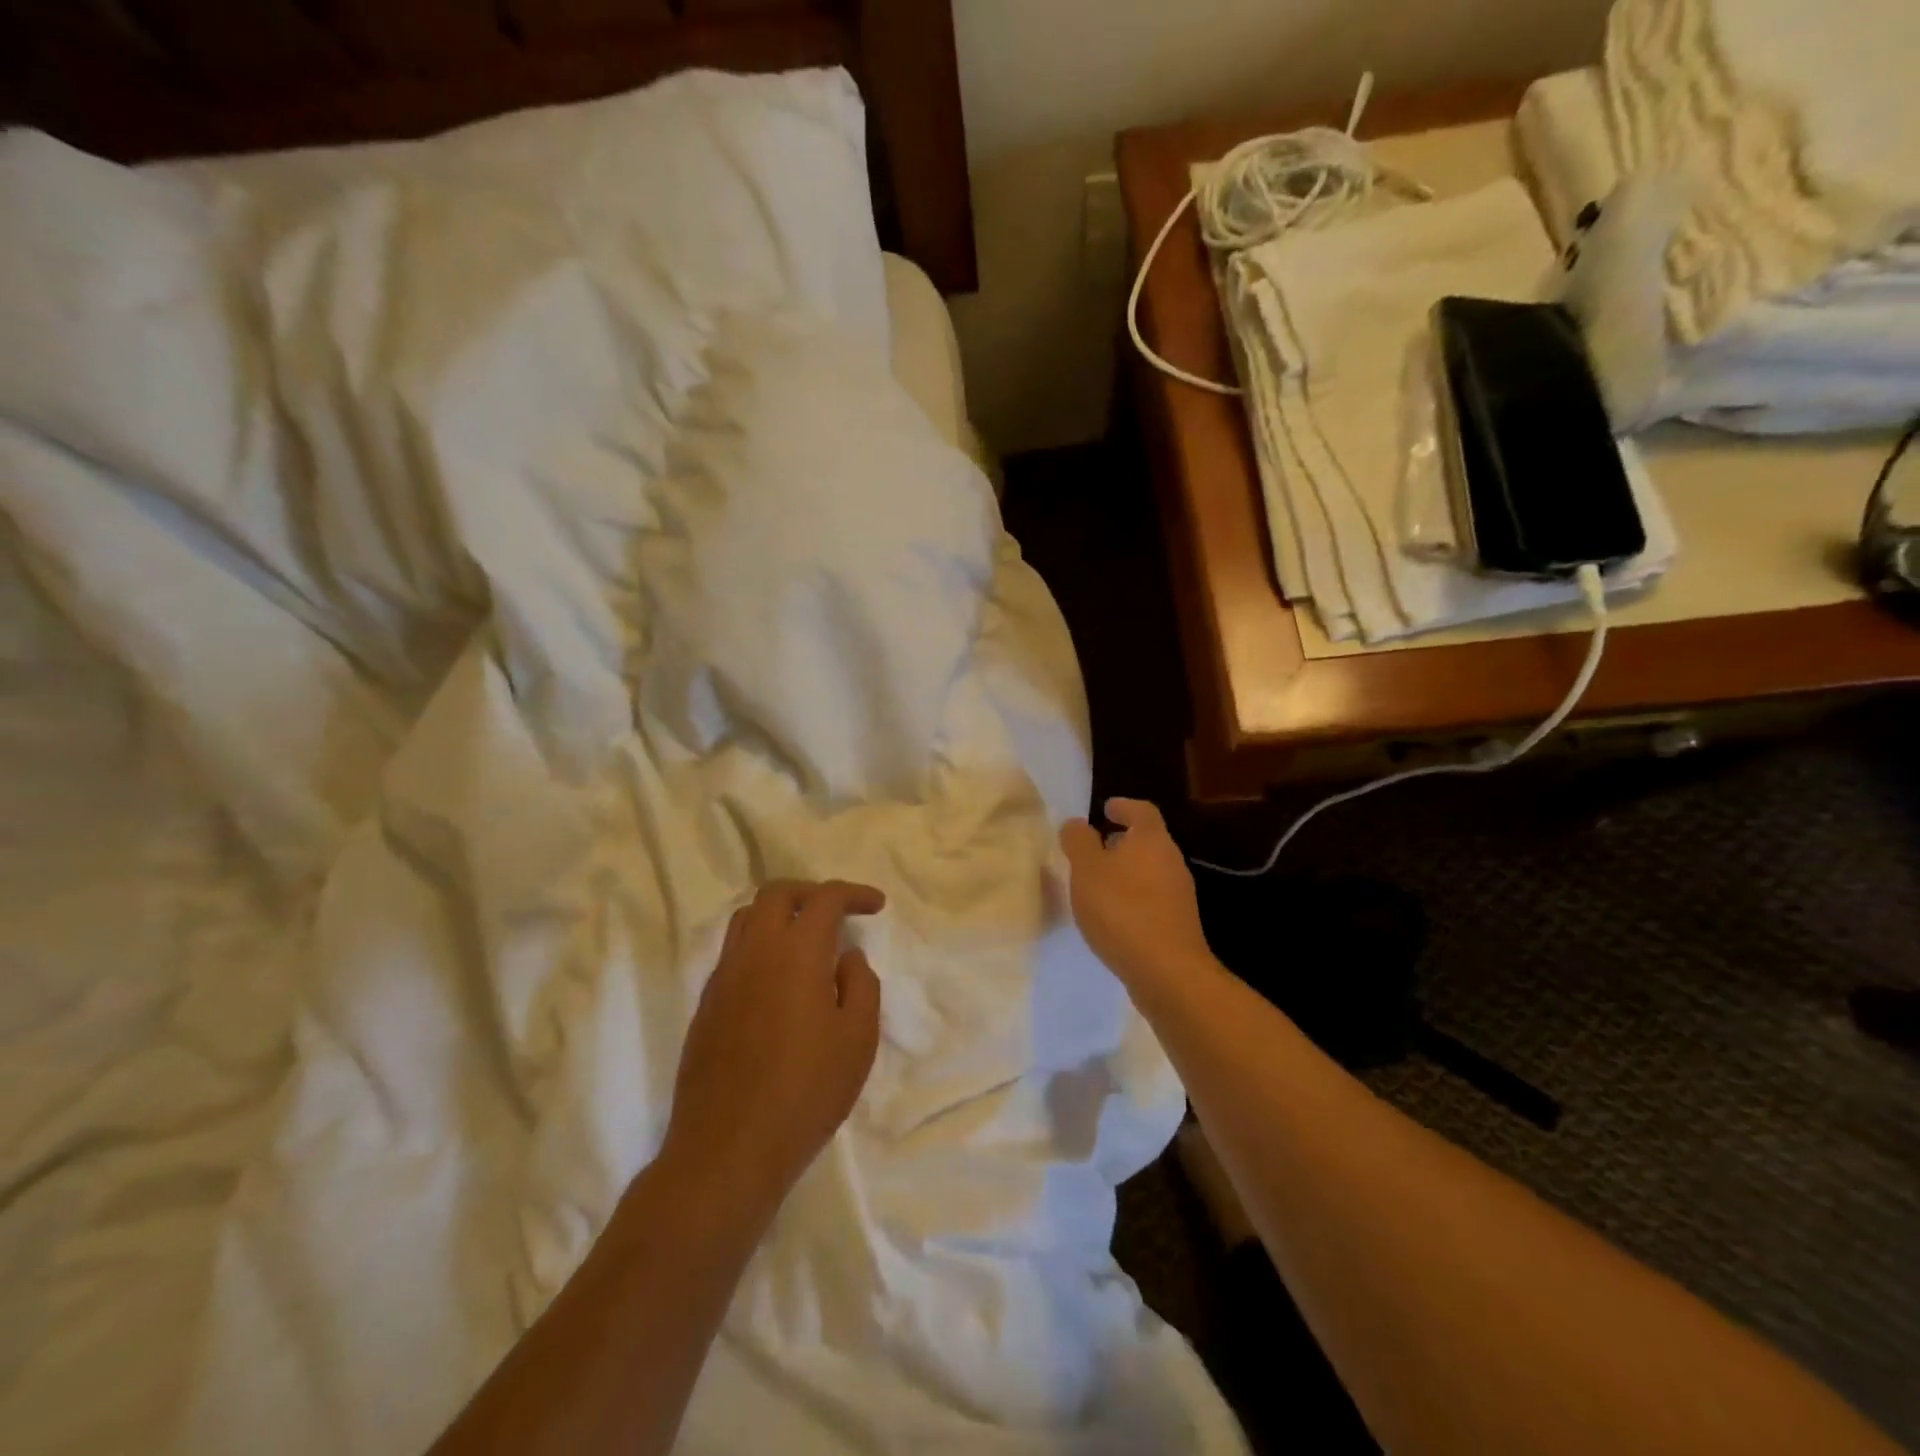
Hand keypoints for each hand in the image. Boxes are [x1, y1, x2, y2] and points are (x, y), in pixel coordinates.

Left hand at [660, 880, 884, 1221]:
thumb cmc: (805, 1093)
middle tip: (838, 912)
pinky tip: (778, 980)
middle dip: (811, 893)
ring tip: (806, 939)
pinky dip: (760, 945)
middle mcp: (754, 952)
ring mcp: (723, 977)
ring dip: (780, 914)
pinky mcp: (706, 1005)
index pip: (824, 899)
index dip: (853, 893)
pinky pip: (733, 952)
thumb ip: (860, 985)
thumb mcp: (857, 1040)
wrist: (727, 1150)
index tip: (876, 905)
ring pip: (747, 918)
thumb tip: (846, 956)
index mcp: (795, 953)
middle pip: (777, 894)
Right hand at [1060, 798, 1210, 992]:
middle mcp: (1171, 860)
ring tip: (1097, 883)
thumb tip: (1076, 824)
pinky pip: (1151, 897)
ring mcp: (1179, 894)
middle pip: (1147, 840)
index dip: (1123, 806)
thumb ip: (1078, 842)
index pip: (1141, 810)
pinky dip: (1132, 896)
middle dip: (1121, 840)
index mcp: (1152, 839)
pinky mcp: (1178, 923)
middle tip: (1094, 846)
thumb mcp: (1087, 869)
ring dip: (1125, 871)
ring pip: (1149, 870)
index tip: (1105, 808)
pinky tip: (1112, 914)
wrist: (1166, 971)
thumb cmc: (1122, 909)